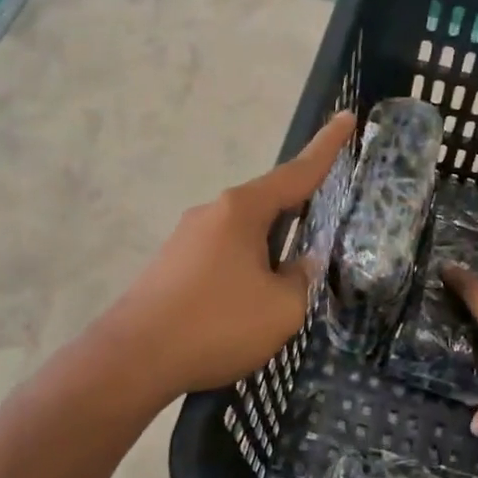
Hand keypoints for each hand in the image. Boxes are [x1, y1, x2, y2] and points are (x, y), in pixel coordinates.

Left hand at [95, 112, 355, 398]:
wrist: (132, 359)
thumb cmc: (217, 324)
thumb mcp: (282, 308)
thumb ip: (301, 279)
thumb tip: (301, 264)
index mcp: (242, 210)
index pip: (296, 172)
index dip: (326, 148)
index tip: (345, 118)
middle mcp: (212, 212)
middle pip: (269, 203)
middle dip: (299, 211)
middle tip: (327, 224)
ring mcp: (187, 238)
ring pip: (245, 233)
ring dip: (271, 249)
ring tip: (288, 284)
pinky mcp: (172, 265)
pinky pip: (223, 254)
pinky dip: (246, 267)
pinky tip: (250, 301)